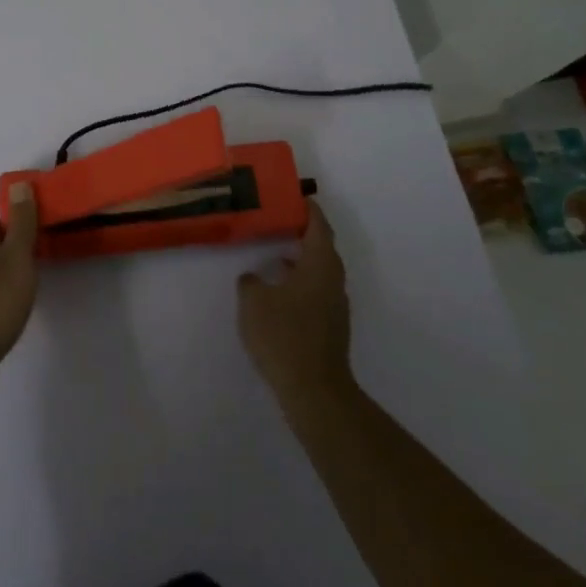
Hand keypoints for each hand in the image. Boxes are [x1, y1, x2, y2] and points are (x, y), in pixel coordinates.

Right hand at [237, 202, 354, 406]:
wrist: (314, 390)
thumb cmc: (284, 335)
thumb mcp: (253, 301)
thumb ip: (250, 282)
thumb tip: (254, 278)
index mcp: (320, 265)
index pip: (318, 226)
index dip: (308, 209)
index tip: (295, 196)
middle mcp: (333, 281)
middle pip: (322, 248)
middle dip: (303, 233)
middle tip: (278, 220)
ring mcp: (335, 306)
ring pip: (319, 272)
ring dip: (300, 259)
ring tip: (273, 252)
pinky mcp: (330, 327)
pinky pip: (315, 291)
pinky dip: (299, 281)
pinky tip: (278, 291)